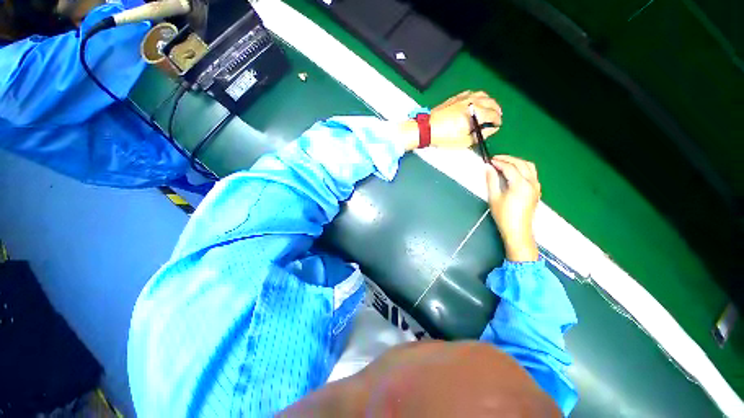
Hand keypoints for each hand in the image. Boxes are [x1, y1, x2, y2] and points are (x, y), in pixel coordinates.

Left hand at [398, 91, 502, 150]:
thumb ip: (481, 135)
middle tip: (497, 117)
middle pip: (490, 102)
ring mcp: (463, 98)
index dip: (497, 121)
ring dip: (489, 101)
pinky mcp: (455, 97)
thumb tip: (492, 129)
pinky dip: (478, 97)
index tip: (497, 125)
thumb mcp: (464, 141)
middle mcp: (472, 102)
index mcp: (475, 113)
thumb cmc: (445, 137)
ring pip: (482, 95)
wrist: (426, 129)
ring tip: (489, 108)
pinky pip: (471, 93)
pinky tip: (476, 102)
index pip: (492, 114)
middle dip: (496, 109)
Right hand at [485, 155, 540, 261]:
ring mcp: (536, 186)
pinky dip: (522, 168)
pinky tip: (514, 172)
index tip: (489, 160)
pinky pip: (531, 173)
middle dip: (508, 159)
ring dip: (517, 162)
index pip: (510, 167)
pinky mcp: (536, 191)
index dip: (499, 162)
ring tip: (504, 163)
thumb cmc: (504, 215)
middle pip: (521, 163)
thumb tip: (488, 168)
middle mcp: (531, 182)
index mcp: (520, 184)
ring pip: (529, 167)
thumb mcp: (494, 198)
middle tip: (495, 159)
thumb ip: (491, 181)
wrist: (518, 230)